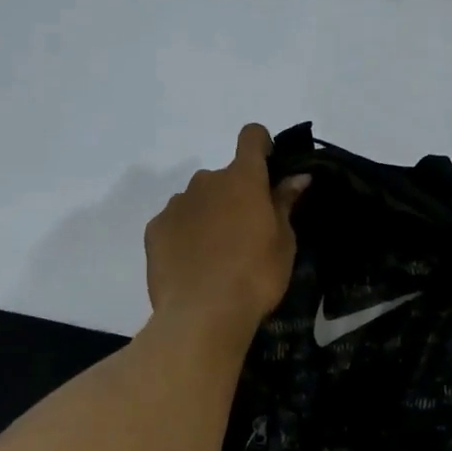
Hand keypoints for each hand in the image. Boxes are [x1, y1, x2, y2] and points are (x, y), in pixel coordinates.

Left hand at [144, 124, 308, 344]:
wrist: (202, 314)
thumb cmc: (255, 276)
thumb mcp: (284, 243)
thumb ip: (285, 203)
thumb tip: (297, 176)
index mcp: (242, 179)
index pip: (251, 136)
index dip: (261, 146)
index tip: (268, 167)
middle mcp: (206, 181)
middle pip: (224, 176)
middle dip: (235, 195)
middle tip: (246, 233)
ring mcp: (176, 204)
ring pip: (197, 199)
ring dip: (208, 214)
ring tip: (216, 254)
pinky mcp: (154, 228)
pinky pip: (175, 221)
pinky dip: (184, 233)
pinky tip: (192, 264)